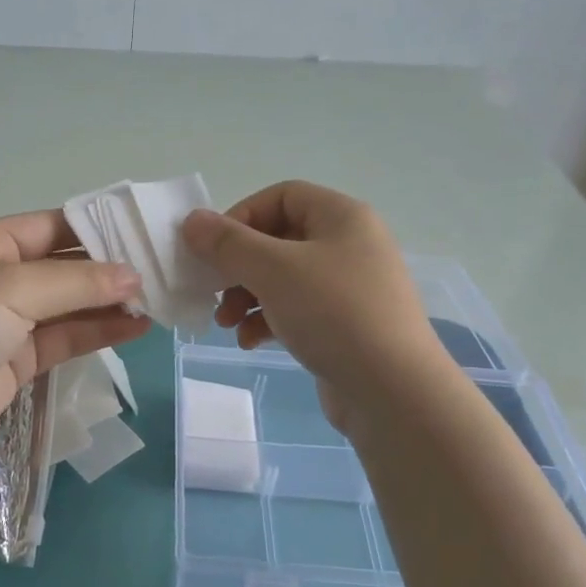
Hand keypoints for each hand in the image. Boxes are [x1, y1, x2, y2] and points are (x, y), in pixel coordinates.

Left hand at [0, 211, 148, 452]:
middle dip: (110, 267)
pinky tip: (138, 326)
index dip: (97, 227)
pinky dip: (101, 331)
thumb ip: (76, 281)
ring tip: (160, 297)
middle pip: (67, 265)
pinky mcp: (23, 357)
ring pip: (73, 304)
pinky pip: (69, 337)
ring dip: (112, 301)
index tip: (144, 230)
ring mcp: (14, 319)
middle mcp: (4, 276)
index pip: (53, 225)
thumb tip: (133, 276)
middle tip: (162, 266)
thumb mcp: (12, 288)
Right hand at [182, 182, 439, 400]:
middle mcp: (350, 244)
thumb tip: (192, 220)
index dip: (241, 217)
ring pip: (284, 279)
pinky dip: (269, 321)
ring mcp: (350, 287)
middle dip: (239, 266)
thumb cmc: (333, 314)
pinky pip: (298, 310)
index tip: (213, 249)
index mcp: (342, 217)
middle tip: (213, 293)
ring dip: (247, 297)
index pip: (281, 196)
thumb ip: (228, 243)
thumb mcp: (273, 271)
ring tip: (227, 325)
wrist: (393, 390)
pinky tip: (251, 342)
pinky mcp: (347, 325)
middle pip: (278, 239)